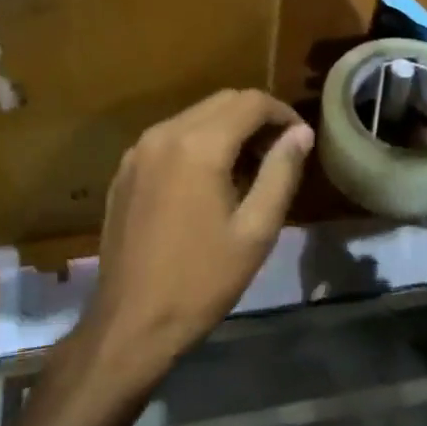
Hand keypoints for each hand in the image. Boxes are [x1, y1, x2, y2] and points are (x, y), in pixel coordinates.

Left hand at [78, 90, 312, 389]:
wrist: (131, 323)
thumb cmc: (201, 281)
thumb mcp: (255, 231)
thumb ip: (281, 172)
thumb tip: (301, 133)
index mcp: (199, 145)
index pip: (251, 102)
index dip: (283, 114)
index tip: (301, 139)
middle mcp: (165, 133)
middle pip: (222, 102)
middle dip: (256, 118)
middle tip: (279, 153)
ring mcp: (139, 150)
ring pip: (195, 116)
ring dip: (227, 128)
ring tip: (249, 168)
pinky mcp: (125, 169)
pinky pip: (170, 137)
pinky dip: (198, 142)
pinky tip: (208, 180)